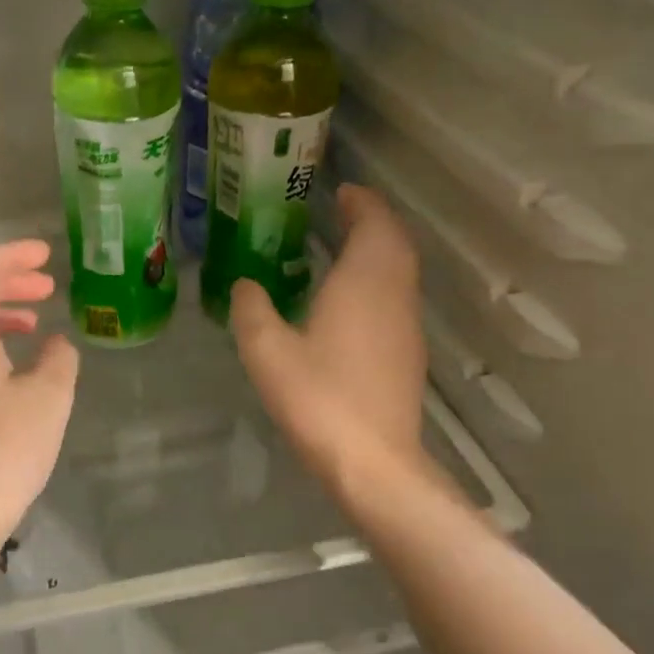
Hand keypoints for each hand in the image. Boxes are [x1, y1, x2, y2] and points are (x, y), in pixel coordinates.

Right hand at [230, 185, 426, 498]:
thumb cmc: (319, 399)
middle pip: (395, 243)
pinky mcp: (408, 355)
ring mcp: (407, 326)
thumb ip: (252, 310)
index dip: (361, 202)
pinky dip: (380, 281)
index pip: (374, 224)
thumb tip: (245, 285)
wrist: (373, 462)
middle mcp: (394, 295)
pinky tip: (352, 302)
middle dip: (373, 221)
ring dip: (379, 251)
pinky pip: (398, 298)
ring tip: (344, 249)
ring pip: (401, 271)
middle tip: (343, 213)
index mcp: (364, 282)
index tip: (342, 191)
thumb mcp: (268, 353)